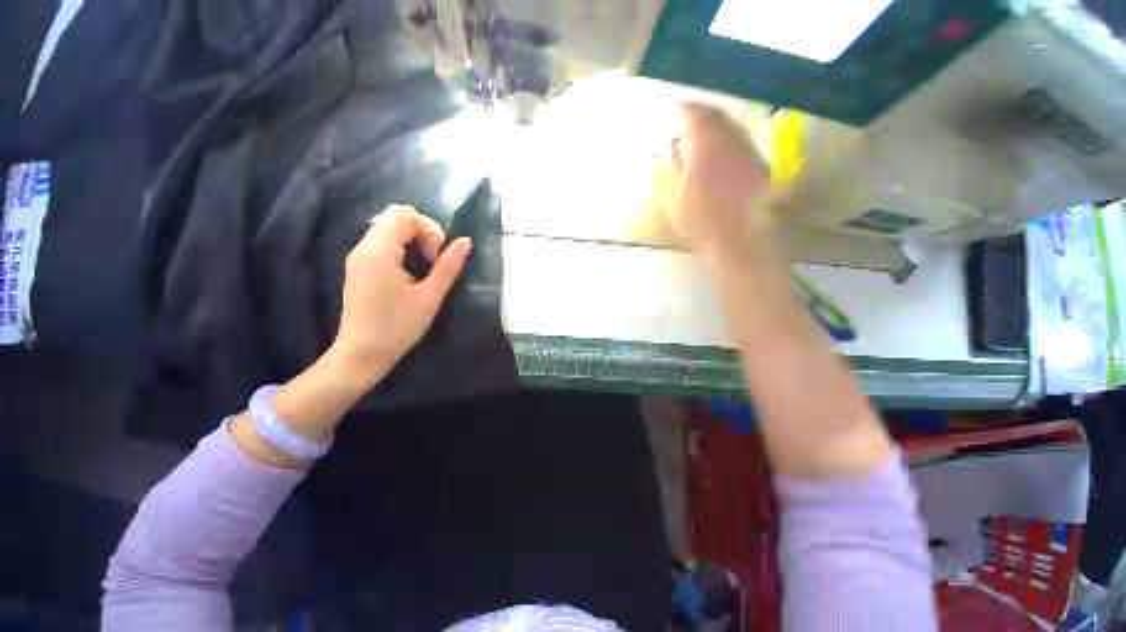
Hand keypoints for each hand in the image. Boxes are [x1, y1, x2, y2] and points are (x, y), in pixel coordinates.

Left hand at [330, 204, 471, 387]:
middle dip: (421, 233)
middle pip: (395, 217)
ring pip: (388, 229)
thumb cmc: (398, 326)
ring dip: (412, 241)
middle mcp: (363, 247)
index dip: (429, 229)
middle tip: (432, 262)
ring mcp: (358, 257)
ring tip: (423, 269)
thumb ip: (448, 266)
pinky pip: (381, 243)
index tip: (435, 258)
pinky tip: (409, 274)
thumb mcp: (430, 296)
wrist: (361, 354)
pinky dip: (401, 250)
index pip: (404, 214)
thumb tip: (465, 241)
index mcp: (379, 251)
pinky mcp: (358, 268)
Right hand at [654, 104, 771, 257]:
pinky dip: (730, 141)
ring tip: (704, 132)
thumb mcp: (672, 197)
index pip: (694, 115)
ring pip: (732, 127)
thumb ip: (668, 168)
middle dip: (702, 113)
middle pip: (717, 116)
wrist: (736, 237)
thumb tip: (668, 149)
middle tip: (690, 117)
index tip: (674, 110)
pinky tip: (722, 152)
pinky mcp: (760, 166)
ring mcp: (749, 152)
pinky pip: (743, 143)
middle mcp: (731, 141)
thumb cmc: (698, 220)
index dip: (682, 110)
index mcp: (706, 144)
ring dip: (717, 126)